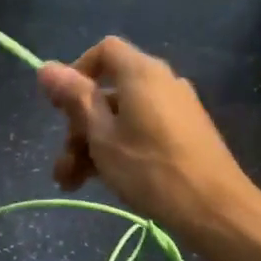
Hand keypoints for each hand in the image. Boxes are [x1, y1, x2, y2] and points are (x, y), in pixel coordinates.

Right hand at [36, 36, 260, 233]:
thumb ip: (74, 98)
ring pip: (120, 117)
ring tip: (72, 182)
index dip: (76, 72)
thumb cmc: (150, 169)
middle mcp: (161, 82)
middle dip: (78, 126)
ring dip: (92, 145)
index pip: (104, 50)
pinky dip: (118, 148)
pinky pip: (141, 130)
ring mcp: (175, 109)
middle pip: (107, 91)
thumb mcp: (101, 135)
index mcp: (141, 73)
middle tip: (63, 164)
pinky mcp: (184, 134)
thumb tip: (45, 67)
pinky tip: (101, 181)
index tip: (60, 106)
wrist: (215, 210)